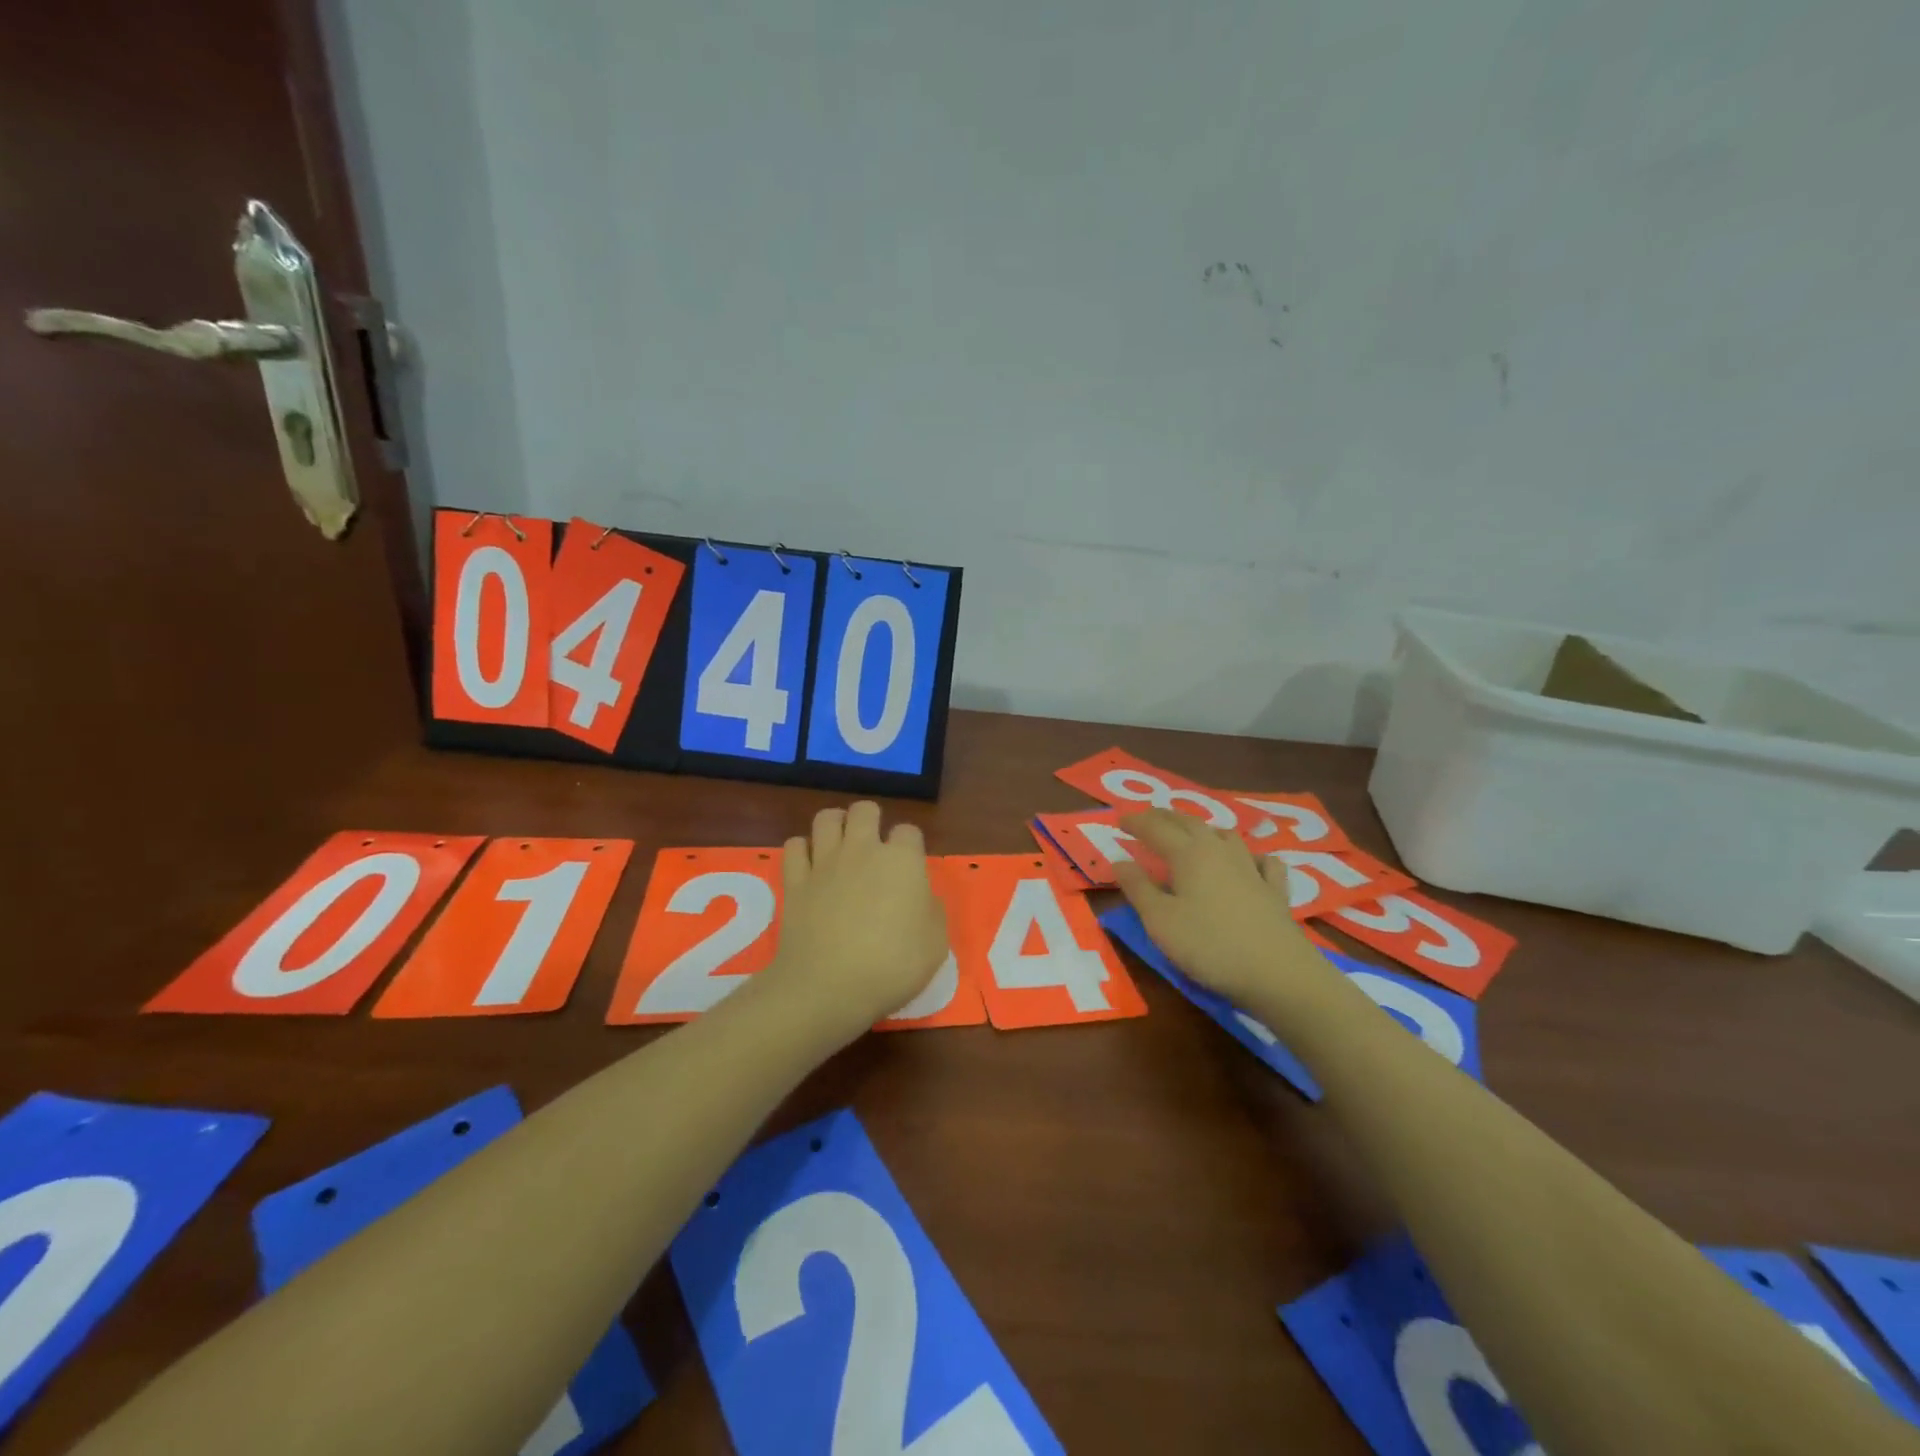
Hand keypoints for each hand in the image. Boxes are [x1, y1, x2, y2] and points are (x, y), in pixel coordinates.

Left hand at [765, 801, 948, 1038]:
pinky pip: (794, 846)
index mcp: (902, 860)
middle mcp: (862, 850)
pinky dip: (802, 850)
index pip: (909, 831)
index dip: (910, 846)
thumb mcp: (936, 944)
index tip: (910, 868)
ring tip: (840, 844)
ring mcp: (824, 862)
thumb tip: (921, 897)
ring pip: (826, 818)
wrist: (829, 986)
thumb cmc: (892, 966)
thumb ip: (931, 911)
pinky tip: (809, 866)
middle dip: (871, 821)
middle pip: (864, 810)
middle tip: (873, 848)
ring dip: (835, 825)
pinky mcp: (794, 880)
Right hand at [1113, 809, 1332, 1008]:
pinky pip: (1263, 861)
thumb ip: (1138, 888)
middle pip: (1189, 824)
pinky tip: (1251, 862)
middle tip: (1148, 818)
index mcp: (1188, 854)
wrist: (1279, 973)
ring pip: (1226, 835)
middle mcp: (1220, 852)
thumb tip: (1119, 859)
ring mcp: (1252, 869)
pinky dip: (1251, 855)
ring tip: (1193, 834)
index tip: (1119, 820)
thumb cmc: (1209, 946)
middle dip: (1166, 818)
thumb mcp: (1160, 921)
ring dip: (1204, 829)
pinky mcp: (1275, 891)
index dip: (1136, 822)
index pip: (1156, 828)